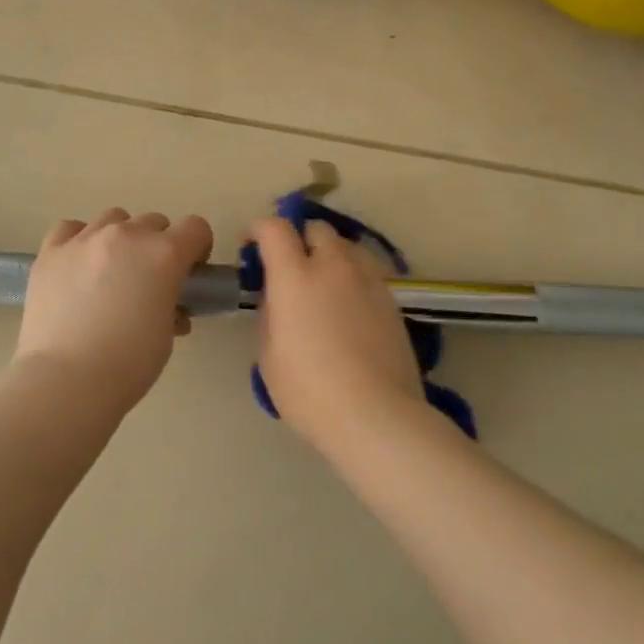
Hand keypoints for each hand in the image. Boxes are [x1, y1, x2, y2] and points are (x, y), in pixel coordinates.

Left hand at [14, 208, 215, 413]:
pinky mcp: (50, 251)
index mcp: (164, 254)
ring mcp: (85, 239)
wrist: (66, 380)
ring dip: (122, 238)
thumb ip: (171, 307)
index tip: (191, 273)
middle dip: (159, 245)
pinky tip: (78, 264)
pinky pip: (71, 229)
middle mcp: (127, 235)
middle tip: (150, 280)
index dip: (198, 248)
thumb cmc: (128, 363)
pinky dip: (80, 240)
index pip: (196, 228)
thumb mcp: (166, 335)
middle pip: (154, 222)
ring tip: (111, 271)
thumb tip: (167, 307)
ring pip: (113, 219)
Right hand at [248, 217, 423, 440]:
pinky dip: (352, 277)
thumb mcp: (270, 356)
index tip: (251, 246)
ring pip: (347, 246)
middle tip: (290, 268)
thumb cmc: (309, 391)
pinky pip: (367, 272)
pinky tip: (348, 307)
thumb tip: (278, 300)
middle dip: (299, 239)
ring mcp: (369, 280)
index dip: (259, 229)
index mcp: (295, 276)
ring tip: (323, 284)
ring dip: (330, 254)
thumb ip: (270, 315)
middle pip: (316, 228)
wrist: (376, 415)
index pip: (275, 228)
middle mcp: (334, 267)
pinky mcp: (392, 300)